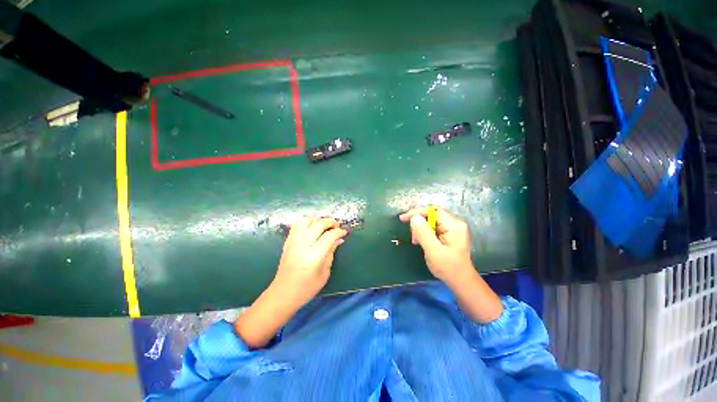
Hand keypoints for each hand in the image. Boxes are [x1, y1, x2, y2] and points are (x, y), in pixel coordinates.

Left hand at [272, 217, 347, 305]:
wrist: (283, 293)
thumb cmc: (307, 287)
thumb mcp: (325, 272)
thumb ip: (331, 253)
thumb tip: (339, 239)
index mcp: (314, 255)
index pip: (329, 236)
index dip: (339, 232)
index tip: (344, 232)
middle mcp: (303, 245)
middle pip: (318, 224)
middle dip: (331, 222)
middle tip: (337, 226)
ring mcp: (293, 242)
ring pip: (307, 220)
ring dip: (318, 219)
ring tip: (325, 225)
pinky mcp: (288, 241)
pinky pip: (297, 225)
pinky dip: (307, 222)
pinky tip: (312, 227)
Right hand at [399, 207, 474, 283]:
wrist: (460, 281)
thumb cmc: (448, 268)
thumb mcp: (433, 251)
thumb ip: (423, 233)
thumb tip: (414, 217)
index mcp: (453, 225)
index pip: (433, 210)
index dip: (417, 212)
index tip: (403, 219)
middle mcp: (454, 223)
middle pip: (431, 215)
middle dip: (419, 223)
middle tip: (412, 236)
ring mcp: (452, 228)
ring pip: (430, 221)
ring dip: (420, 229)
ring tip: (416, 241)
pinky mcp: (448, 234)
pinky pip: (432, 227)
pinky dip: (424, 233)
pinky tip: (421, 242)